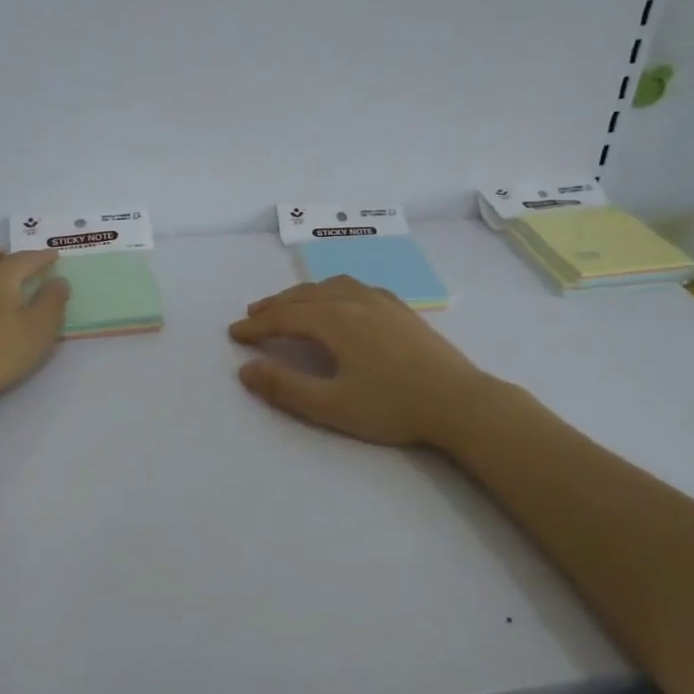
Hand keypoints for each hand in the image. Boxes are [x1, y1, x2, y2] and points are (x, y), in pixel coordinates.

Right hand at [227, 276, 495, 447]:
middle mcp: (356, 300)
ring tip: (290, 304)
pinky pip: (357, 287)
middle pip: (306, 295)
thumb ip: (285, 387)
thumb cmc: (392, 406)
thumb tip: (245, 369)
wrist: (459, 402)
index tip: (234, 334)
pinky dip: (333, 291)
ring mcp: (383, 301)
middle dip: (276, 305)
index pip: (285, 317)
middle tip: (253, 316)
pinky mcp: (403, 310)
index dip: (257, 326)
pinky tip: (340, 302)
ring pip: (332, 286)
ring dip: (304, 294)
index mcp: (336, 320)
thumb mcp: (331, 405)